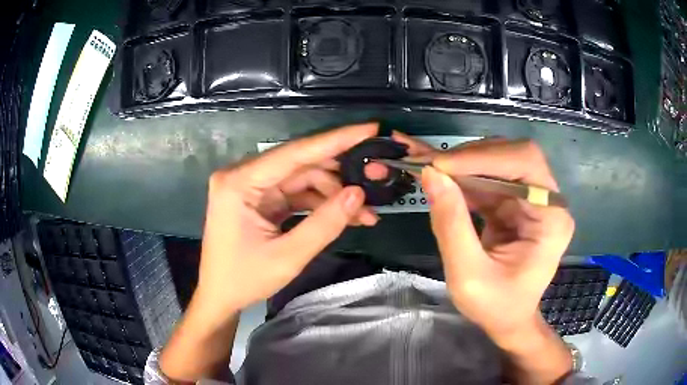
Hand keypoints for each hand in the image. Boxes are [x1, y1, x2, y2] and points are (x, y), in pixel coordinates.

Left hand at [197, 123, 379, 316]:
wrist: (220, 297)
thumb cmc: (244, 280)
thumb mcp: (288, 257)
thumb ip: (325, 224)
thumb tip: (358, 193)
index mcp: (239, 183)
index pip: (295, 153)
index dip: (336, 140)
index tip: (370, 128)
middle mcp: (243, 176)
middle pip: (301, 165)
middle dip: (341, 174)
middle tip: (377, 177)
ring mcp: (252, 188)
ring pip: (303, 180)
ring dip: (335, 194)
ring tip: (366, 213)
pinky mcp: (260, 200)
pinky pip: (296, 194)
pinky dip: (321, 204)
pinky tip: (347, 216)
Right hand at [391, 133, 574, 341]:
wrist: (508, 320)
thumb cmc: (496, 306)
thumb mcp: (467, 275)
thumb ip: (451, 225)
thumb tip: (430, 174)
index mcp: (552, 219)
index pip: (526, 164)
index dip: (485, 157)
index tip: (440, 165)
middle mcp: (548, 201)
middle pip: (514, 156)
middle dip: (472, 157)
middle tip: (432, 166)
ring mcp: (532, 200)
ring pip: (499, 162)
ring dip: (464, 164)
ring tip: (430, 169)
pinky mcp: (516, 203)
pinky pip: (490, 179)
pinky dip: (464, 177)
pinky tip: (443, 181)